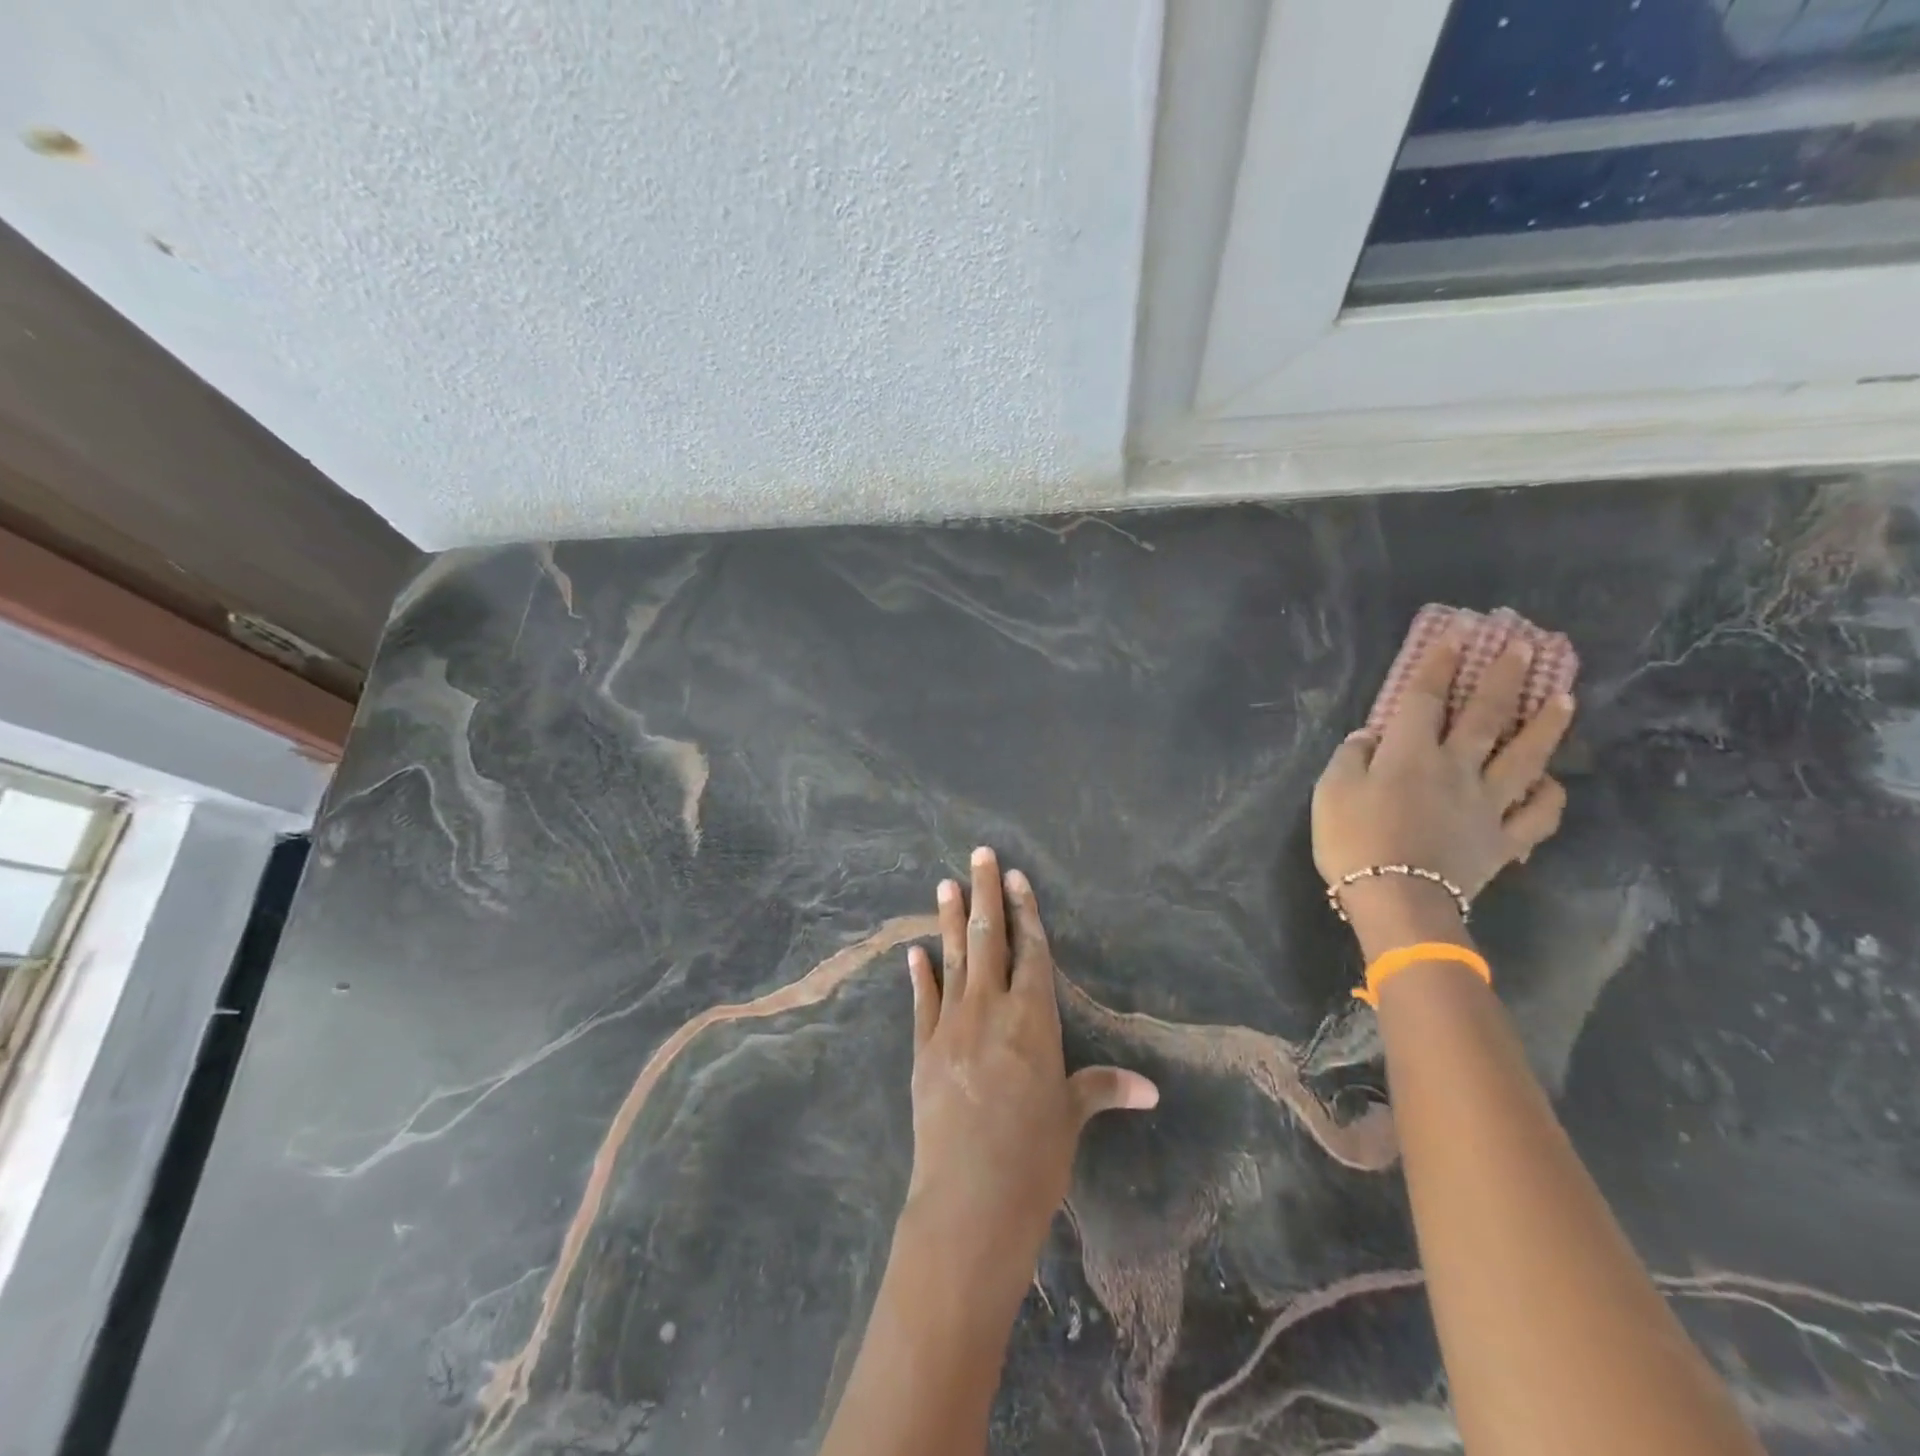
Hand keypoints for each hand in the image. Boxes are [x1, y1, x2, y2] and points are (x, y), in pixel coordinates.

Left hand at [902, 848, 1158, 1302]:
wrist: (970, 1198)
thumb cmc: (1034, 1157)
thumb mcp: (1071, 1117)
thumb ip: (1102, 1089)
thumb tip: (1151, 1089)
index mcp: (1033, 1018)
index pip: (1031, 950)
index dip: (1025, 910)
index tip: (1016, 876)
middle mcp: (991, 1009)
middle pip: (988, 939)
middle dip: (985, 893)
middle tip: (978, 854)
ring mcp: (952, 1025)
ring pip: (952, 959)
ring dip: (948, 919)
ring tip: (946, 883)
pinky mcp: (923, 1049)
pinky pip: (923, 1002)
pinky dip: (920, 975)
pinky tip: (914, 952)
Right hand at [1312, 632, 1573, 951]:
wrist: (1396, 898)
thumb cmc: (1353, 840)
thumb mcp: (1331, 790)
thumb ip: (1351, 756)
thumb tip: (1371, 736)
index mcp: (1412, 753)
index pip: (1427, 698)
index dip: (1441, 663)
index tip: (1458, 633)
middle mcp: (1457, 768)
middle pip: (1487, 716)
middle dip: (1506, 677)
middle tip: (1527, 646)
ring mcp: (1488, 804)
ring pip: (1526, 757)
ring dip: (1546, 725)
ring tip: (1565, 698)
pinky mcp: (1504, 840)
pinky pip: (1537, 814)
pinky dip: (1549, 796)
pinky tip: (1551, 782)